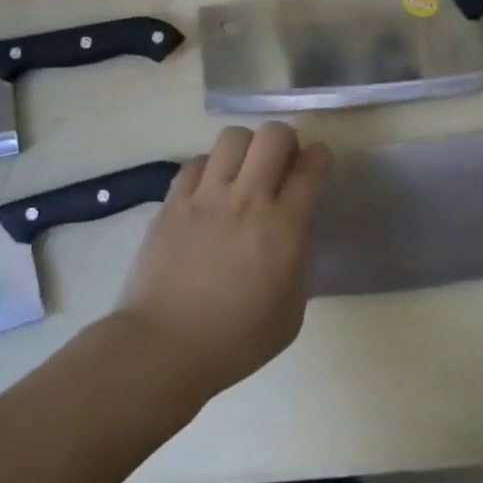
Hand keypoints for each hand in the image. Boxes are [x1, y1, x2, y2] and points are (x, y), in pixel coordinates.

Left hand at [118, 122, 329, 397]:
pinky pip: (196, 161)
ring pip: (233, 137)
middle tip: (282, 162)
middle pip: (273, 135)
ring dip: (247, 147)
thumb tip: (295, 232)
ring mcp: (206, 196)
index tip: (317, 161)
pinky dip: (209, 167)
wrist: (163, 348)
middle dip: (286, 140)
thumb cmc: (235, 341)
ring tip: (244, 170)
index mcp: (283, 229)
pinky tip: (209, 189)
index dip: (319, 157)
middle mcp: (247, 200)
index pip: (310, 169)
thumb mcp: (290, 312)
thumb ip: (299, 262)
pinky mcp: (173, 201)